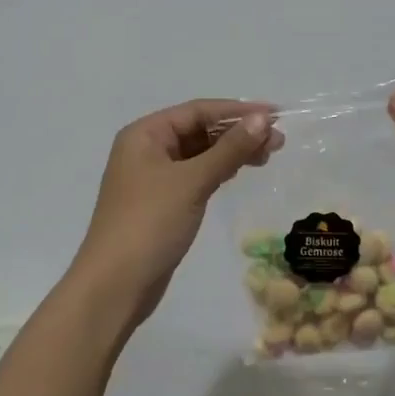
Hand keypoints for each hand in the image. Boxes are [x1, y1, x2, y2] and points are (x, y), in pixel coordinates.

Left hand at [69, 99, 279, 323]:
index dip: (238, 110)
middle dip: (237, 132)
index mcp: (145, 134)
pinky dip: (218, 170)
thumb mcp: (192, 181)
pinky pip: (195, 175)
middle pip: (198, 130)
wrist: (116, 285)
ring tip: (268, 156)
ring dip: (231, 152)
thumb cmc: (150, 223)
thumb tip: (261, 119)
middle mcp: (146, 149)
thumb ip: (229, 149)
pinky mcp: (161, 203)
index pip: (197, 110)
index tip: (276, 115)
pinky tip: (239, 172)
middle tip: (278, 141)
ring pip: (199, 154)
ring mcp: (152, 177)